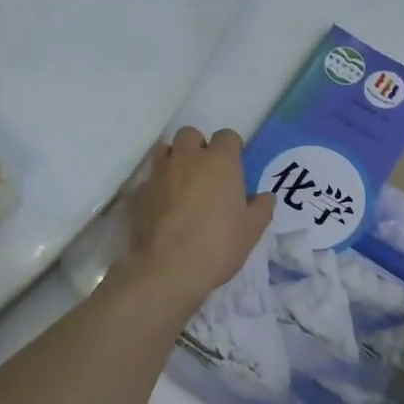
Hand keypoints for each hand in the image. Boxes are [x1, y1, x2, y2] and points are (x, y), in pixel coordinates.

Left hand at [125, 128, 274, 312]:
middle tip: (206, 172)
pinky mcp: (138, 193)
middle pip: (190, 134)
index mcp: (219, 162)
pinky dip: (156, 186)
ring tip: (181, 184)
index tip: (234, 166)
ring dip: (174, 160)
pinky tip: (161, 207)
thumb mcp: (252, 230)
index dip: (231, 148)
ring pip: (165, 151)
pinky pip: (149, 179)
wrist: (168, 269)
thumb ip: (261, 208)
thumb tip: (265, 197)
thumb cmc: (218, 245)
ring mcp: (159, 174)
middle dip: (198, 147)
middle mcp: (187, 159)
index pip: (227, 136)